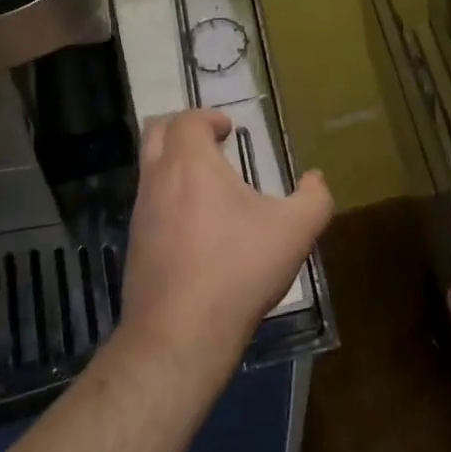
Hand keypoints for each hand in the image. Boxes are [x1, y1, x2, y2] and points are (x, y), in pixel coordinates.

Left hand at [119, 109, 332, 384]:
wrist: (180, 334)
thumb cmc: (238, 270)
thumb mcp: (295, 231)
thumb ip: (315, 199)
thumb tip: (316, 179)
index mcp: (192, 165)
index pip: (188, 120)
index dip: (208, 117)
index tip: (229, 129)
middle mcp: (158, 180)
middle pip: (156, 133)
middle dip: (183, 130)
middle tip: (211, 143)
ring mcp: (141, 214)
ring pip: (149, 170)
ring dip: (175, 166)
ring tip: (210, 187)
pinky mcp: (135, 246)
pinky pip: (149, 205)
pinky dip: (169, 199)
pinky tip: (198, 229)